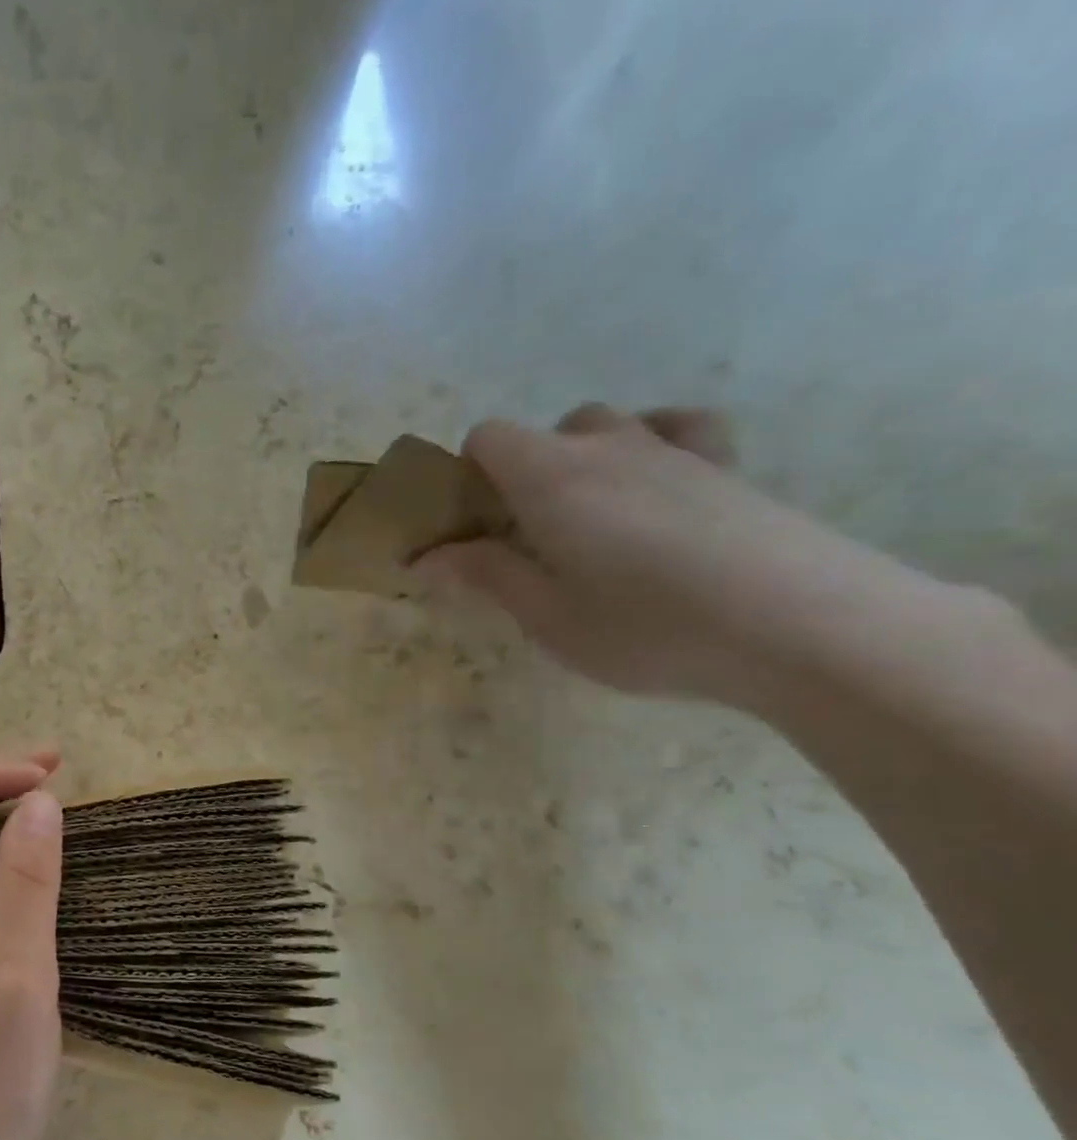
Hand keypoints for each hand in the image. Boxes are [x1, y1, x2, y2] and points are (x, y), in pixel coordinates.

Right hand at [417, 403, 881, 703]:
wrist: (798, 624)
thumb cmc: (645, 626)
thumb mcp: (546, 616)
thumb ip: (485, 576)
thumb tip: (426, 558)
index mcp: (551, 478)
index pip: (488, 437)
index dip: (468, 475)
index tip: (471, 527)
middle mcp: (609, 446)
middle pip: (547, 432)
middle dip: (524, 475)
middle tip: (529, 541)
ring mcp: (674, 449)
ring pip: (610, 427)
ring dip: (584, 462)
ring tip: (591, 521)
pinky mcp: (727, 466)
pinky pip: (678, 430)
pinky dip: (653, 446)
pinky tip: (655, 489)